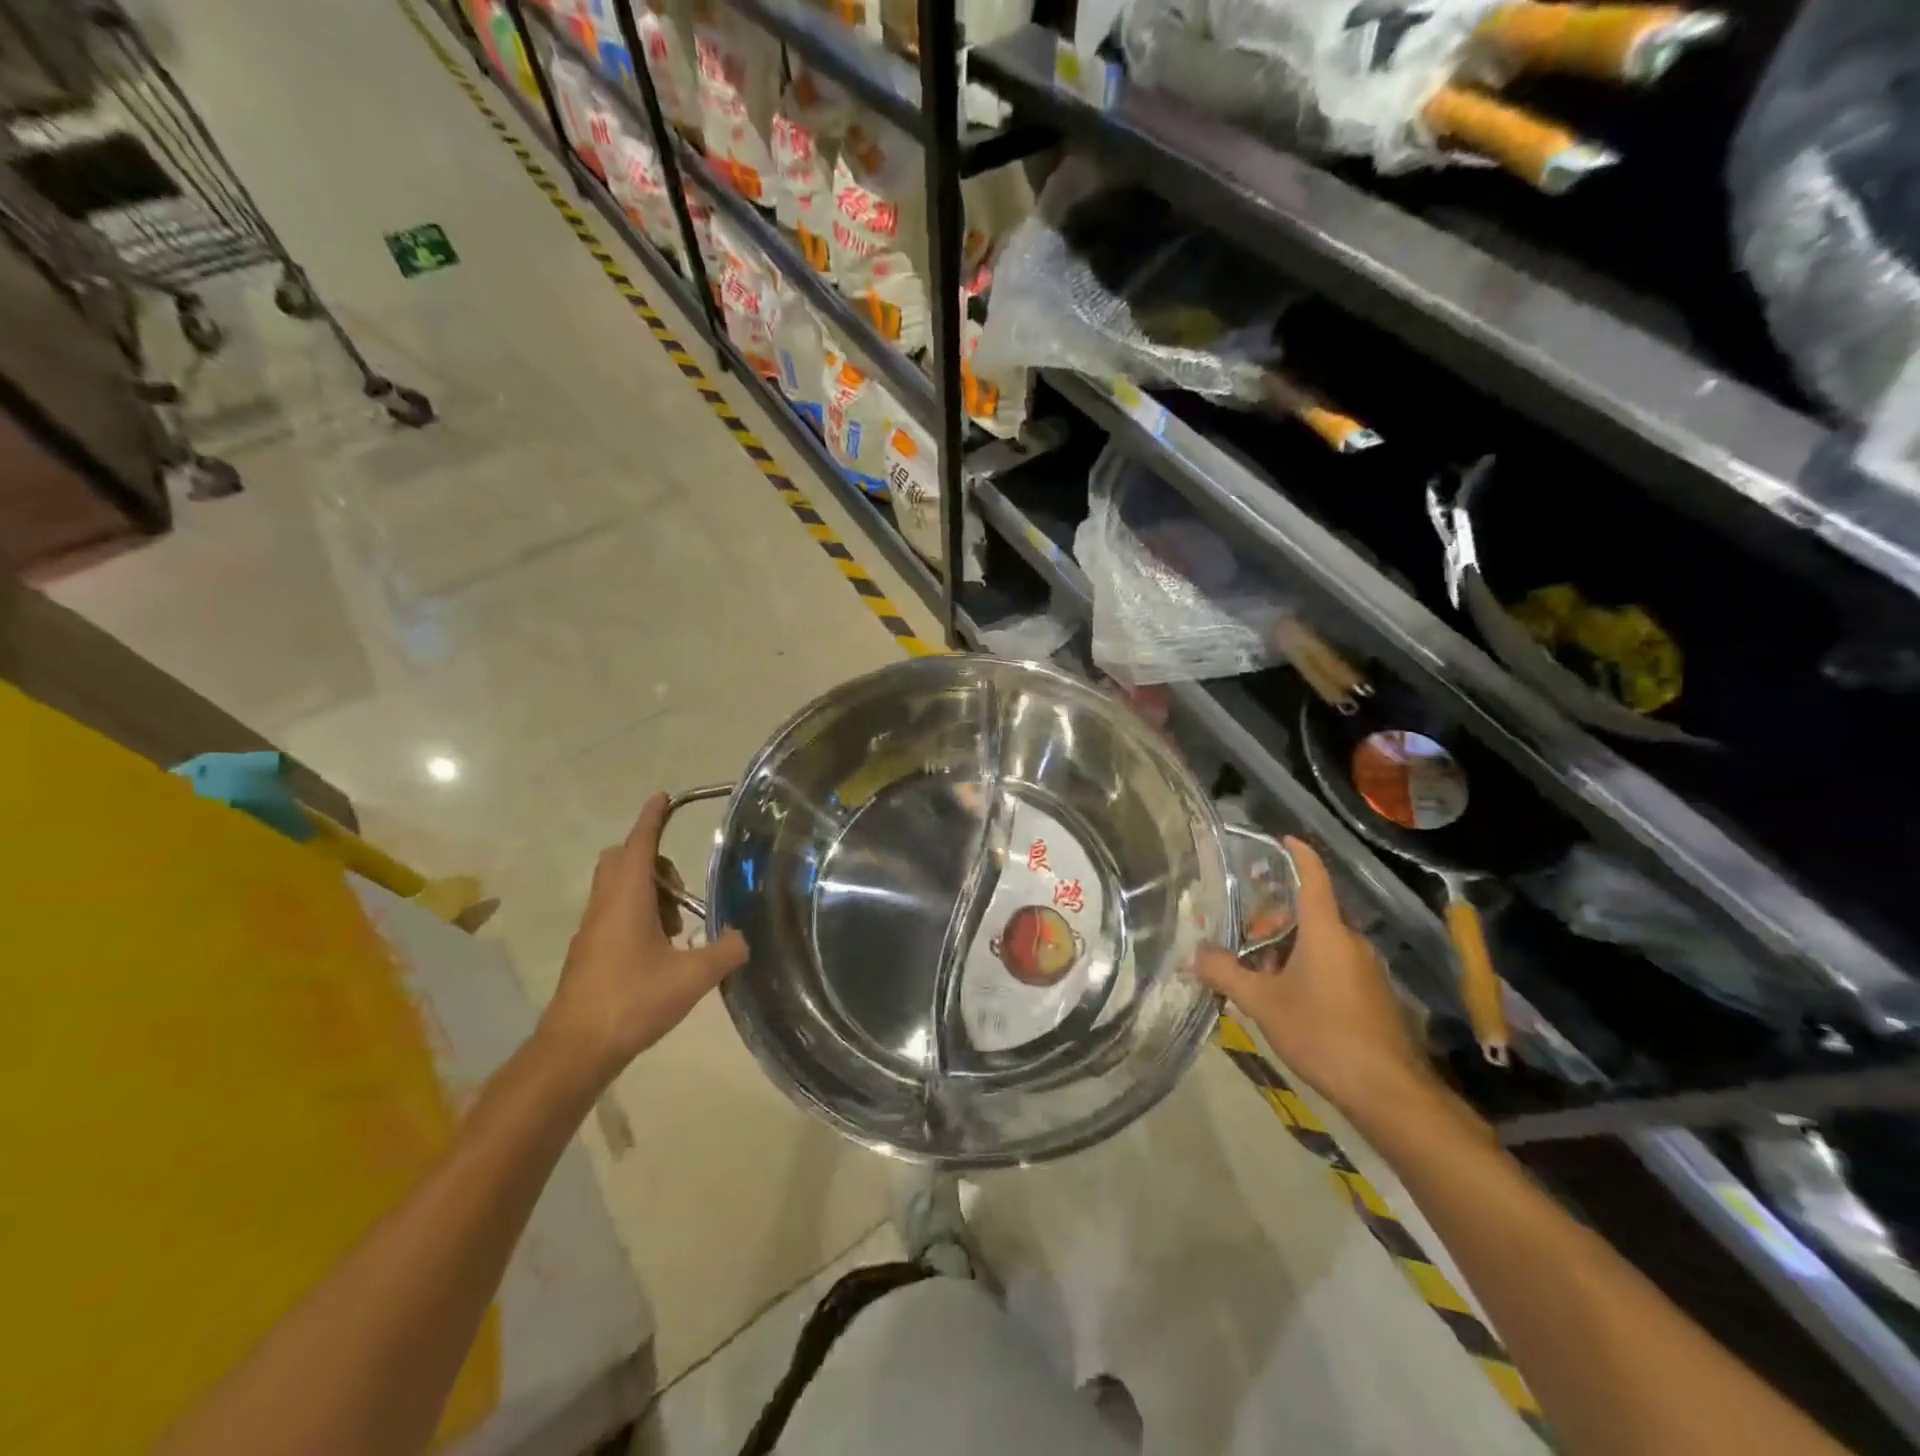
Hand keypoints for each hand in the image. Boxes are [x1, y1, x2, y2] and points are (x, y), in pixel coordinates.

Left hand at [538, 793, 748, 1084]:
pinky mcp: (587, 952)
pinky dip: (636, 915)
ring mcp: (591, 930)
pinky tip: (659, 951)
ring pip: (616, 888)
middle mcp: (604, 905)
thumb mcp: (692, 977)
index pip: (639, 844)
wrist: (575, 1050)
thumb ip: (726, 952)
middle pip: (621, 860)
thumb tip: (744, 938)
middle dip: (652, 860)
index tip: (662, 796)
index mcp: (626, 899)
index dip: (652, 819)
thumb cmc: (632, 1001)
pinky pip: (612, 913)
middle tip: (681, 887)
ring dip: (646, 891)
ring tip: (676, 926)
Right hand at [1195, 836, 1436, 1125]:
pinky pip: (1333, 966)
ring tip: (1256, 976)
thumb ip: (1225, 974)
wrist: (1388, 1091)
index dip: (1298, 854)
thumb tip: (1194, 954)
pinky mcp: (1373, 995)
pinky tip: (1286, 1000)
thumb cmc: (1323, 1033)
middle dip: (1272, 921)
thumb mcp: (1262, 1003)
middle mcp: (1350, 941)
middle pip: (1308, 914)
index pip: (1313, 877)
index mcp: (1326, 930)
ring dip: (1286, 950)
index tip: (1283, 838)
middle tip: (1241, 940)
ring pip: (1319, 943)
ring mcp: (1365, 969)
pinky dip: (1306, 969)